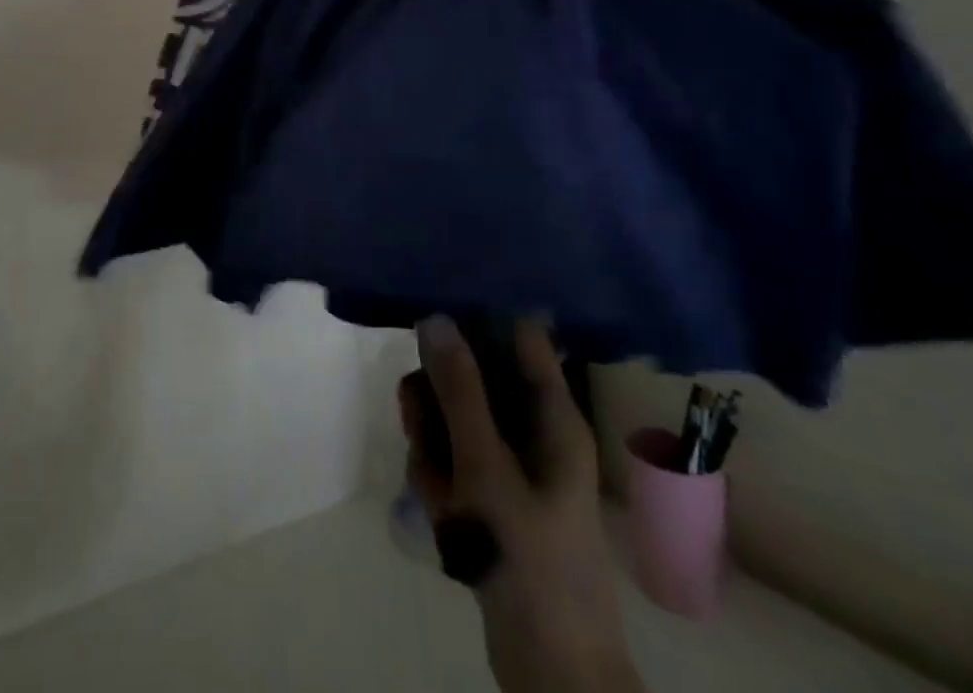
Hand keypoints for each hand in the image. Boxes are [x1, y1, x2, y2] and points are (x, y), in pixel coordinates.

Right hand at [401, 319, 643, 692]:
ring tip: (436, 486)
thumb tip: (434, 317)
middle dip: (438, 399)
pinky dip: (437, 477)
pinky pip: (451, 457)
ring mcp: (510, 463)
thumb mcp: (486, 467)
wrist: (549, 672)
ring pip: (453, 417)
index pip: (518, 334)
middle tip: (419, 425)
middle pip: (472, 375)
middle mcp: (532, 429)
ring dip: (432, 443)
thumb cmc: (528, 558)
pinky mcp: (490, 494)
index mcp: (552, 414)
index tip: (430, 315)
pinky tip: (440, 511)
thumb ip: (459, 391)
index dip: (477, 317)